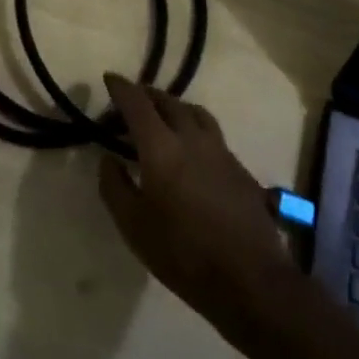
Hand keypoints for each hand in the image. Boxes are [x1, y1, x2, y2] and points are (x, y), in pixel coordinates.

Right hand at [97, 74, 295, 334]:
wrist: (249, 279)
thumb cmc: (182, 253)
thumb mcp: (133, 225)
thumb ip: (114, 186)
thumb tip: (108, 158)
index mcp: (161, 146)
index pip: (137, 103)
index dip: (121, 88)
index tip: (109, 79)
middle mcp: (191, 137)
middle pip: (167, 102)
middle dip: (146, 96)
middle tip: (131, 103)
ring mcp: (220, 150)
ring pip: (194, 113)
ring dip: (174, 107)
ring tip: (162, 118)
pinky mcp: (239, 167)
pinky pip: (211, 133)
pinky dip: (194, 129)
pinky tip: (191, 150)